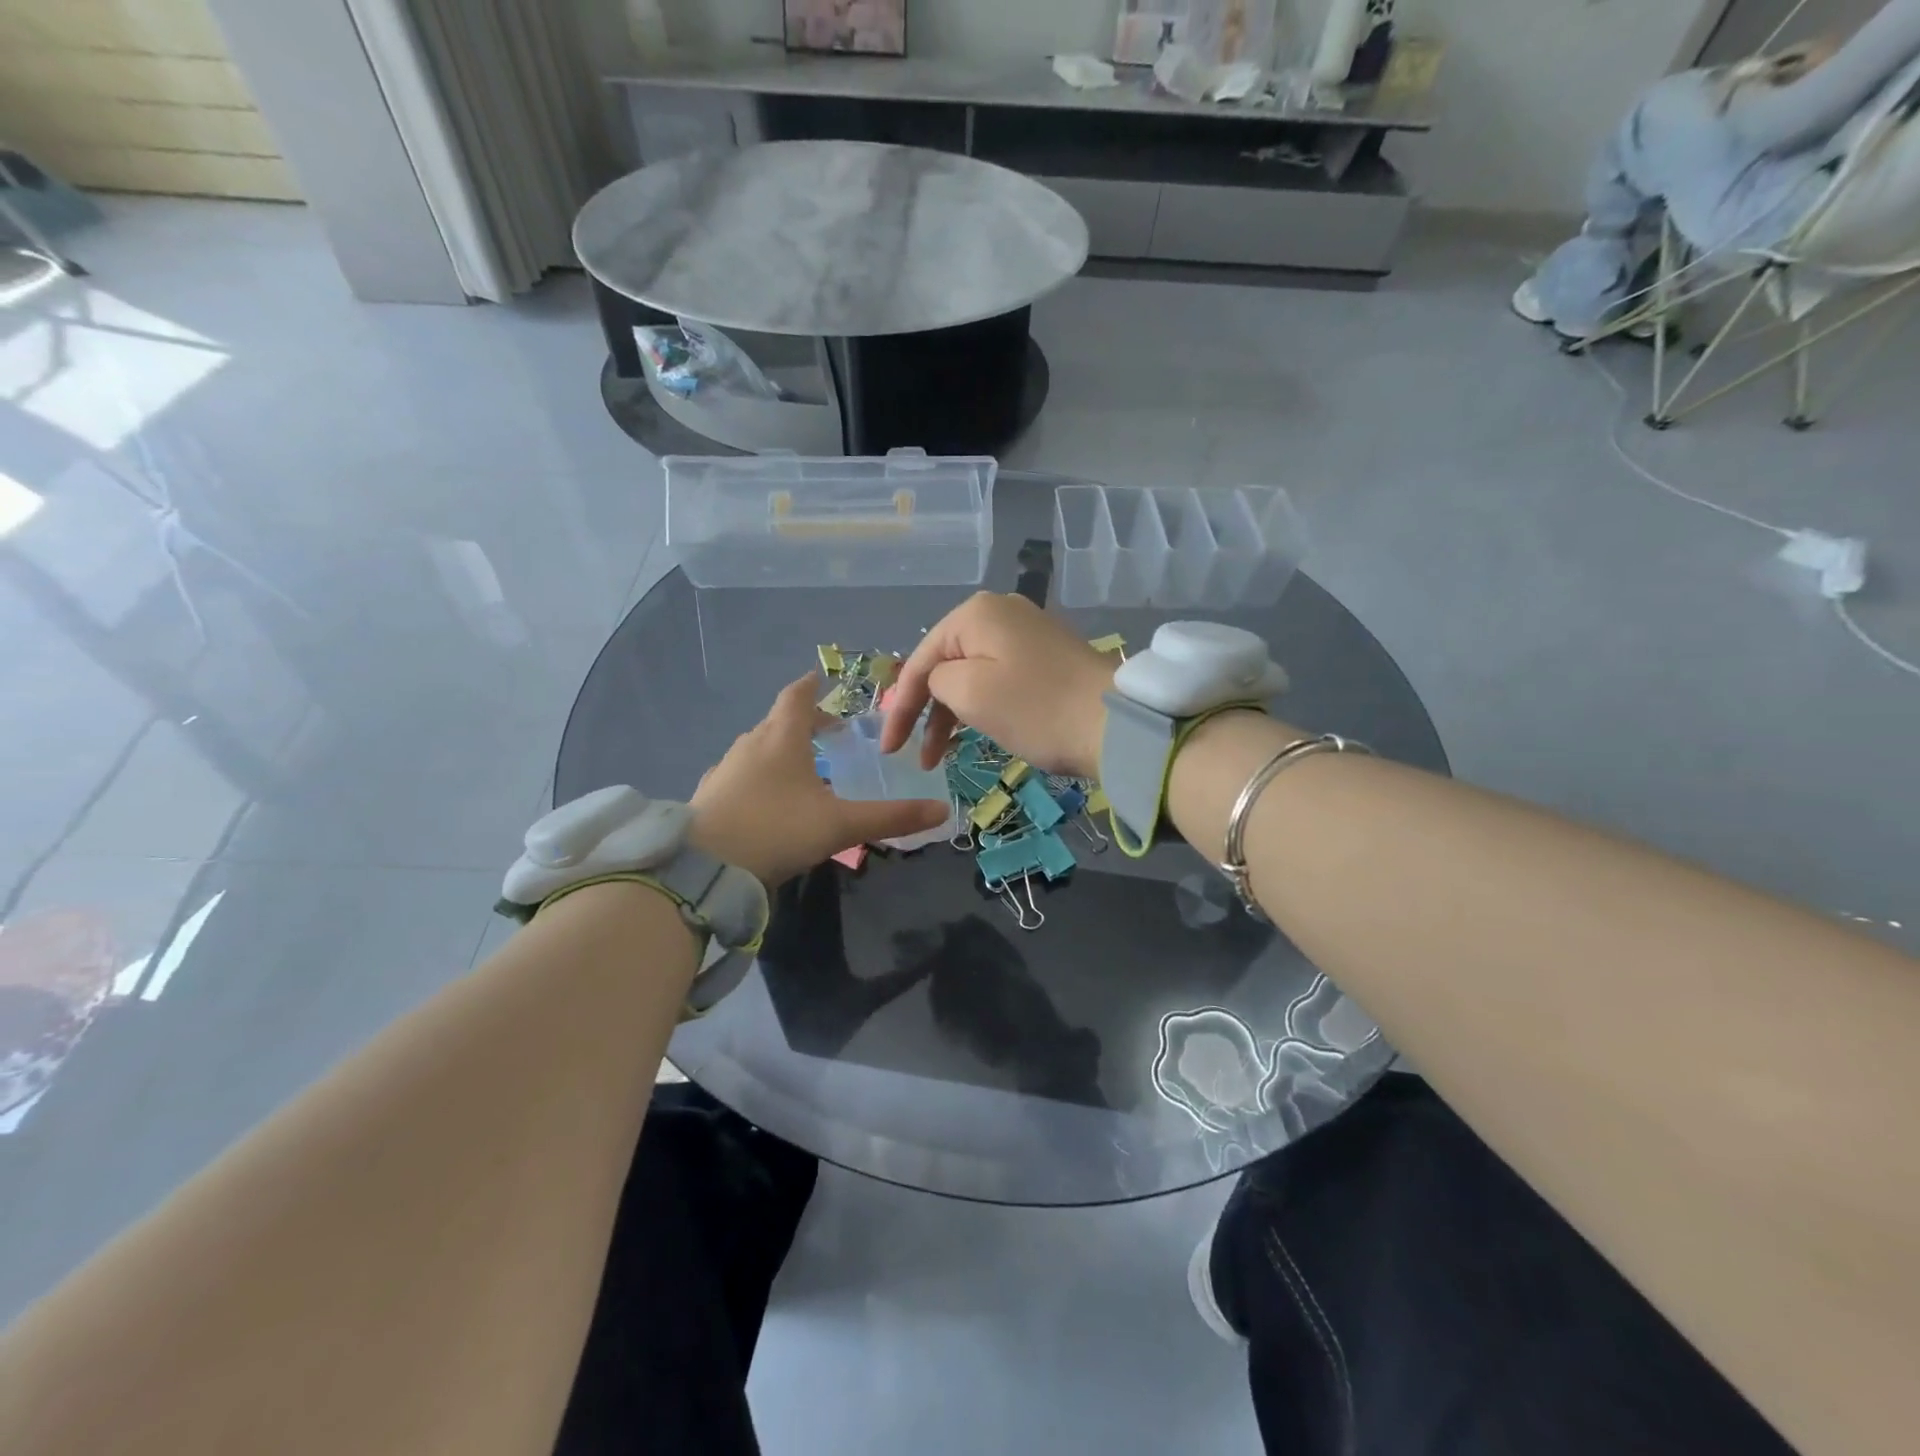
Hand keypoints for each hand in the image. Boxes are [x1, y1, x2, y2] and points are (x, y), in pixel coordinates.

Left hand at [690, 673, 947, 888]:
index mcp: (781, 738)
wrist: (702, 869)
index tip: (823, 681)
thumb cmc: (776, 831)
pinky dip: (759, 776)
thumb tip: (942, 811)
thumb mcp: (839, 826)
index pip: (797, 696)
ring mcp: (724, 770)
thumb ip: (890, 818)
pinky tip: (768, 801)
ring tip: (804, 769)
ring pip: (757, 748)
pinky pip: (740, 774)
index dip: (812, 686)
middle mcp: (750, 745)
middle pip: (778, 721)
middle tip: (829, 734)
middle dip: (803, 723)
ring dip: (781, 750)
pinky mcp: (709, 797)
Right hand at [881, 592, 1116, 779]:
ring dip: (951, 715)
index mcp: (975, 613)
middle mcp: (1000, 613)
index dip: (900, 706)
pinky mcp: (1046, 658)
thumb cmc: (1034, 708)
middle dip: (925, 711)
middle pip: (945, 664)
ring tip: (938, 757)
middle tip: (913, 755)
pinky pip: (998, 680)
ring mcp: (1027, 634)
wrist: (1115, 724)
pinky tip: (972, 735)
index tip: (889, 748)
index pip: (920, 659)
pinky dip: (980, 708)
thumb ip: (936, 679)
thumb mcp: (969, 692)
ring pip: (971, 675)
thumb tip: (943, 681)